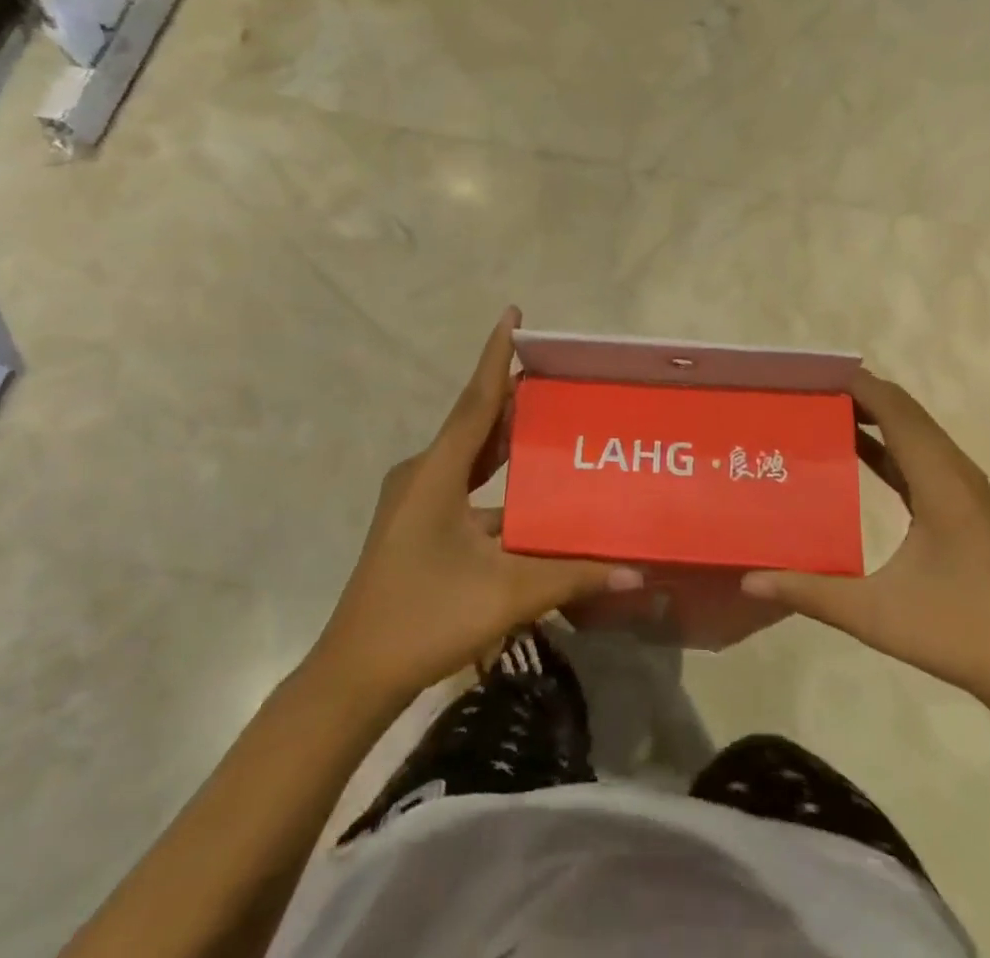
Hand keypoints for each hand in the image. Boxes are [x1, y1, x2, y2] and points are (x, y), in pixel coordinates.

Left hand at [314, 309, 641, 707]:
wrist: (353, 675)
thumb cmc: (425, 618)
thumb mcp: (505, 593)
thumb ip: (571, 576)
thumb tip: (636, 571)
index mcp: (435, 473)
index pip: (475, 400)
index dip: (496, 356)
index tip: (513, 315)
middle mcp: (422, 474)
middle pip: (473, 423)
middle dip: (510, 396)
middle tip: (554, 373)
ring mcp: (415, 500)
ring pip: (468, 456)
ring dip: (503, 438)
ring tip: (546, 418)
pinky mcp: (417, 523)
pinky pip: (462, 484)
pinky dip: (493, 477)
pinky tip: (527, 491)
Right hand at [741, 370, 989, 702]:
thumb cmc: (958, 632)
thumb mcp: (876, 615)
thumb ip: (811, 593)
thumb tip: (749, 580)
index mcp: (939, 480)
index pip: (894, 409)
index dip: (854, 385)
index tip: (807, 375)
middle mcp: (953, 470)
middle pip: (902, 409)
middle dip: (856, 392)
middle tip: (801, 390)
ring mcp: (959, 484)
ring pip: (912, 427)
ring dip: (870, 412)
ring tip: (817, 407)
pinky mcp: (958, 501)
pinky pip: (917, 451)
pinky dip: (884, 439)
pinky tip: (850, 445)